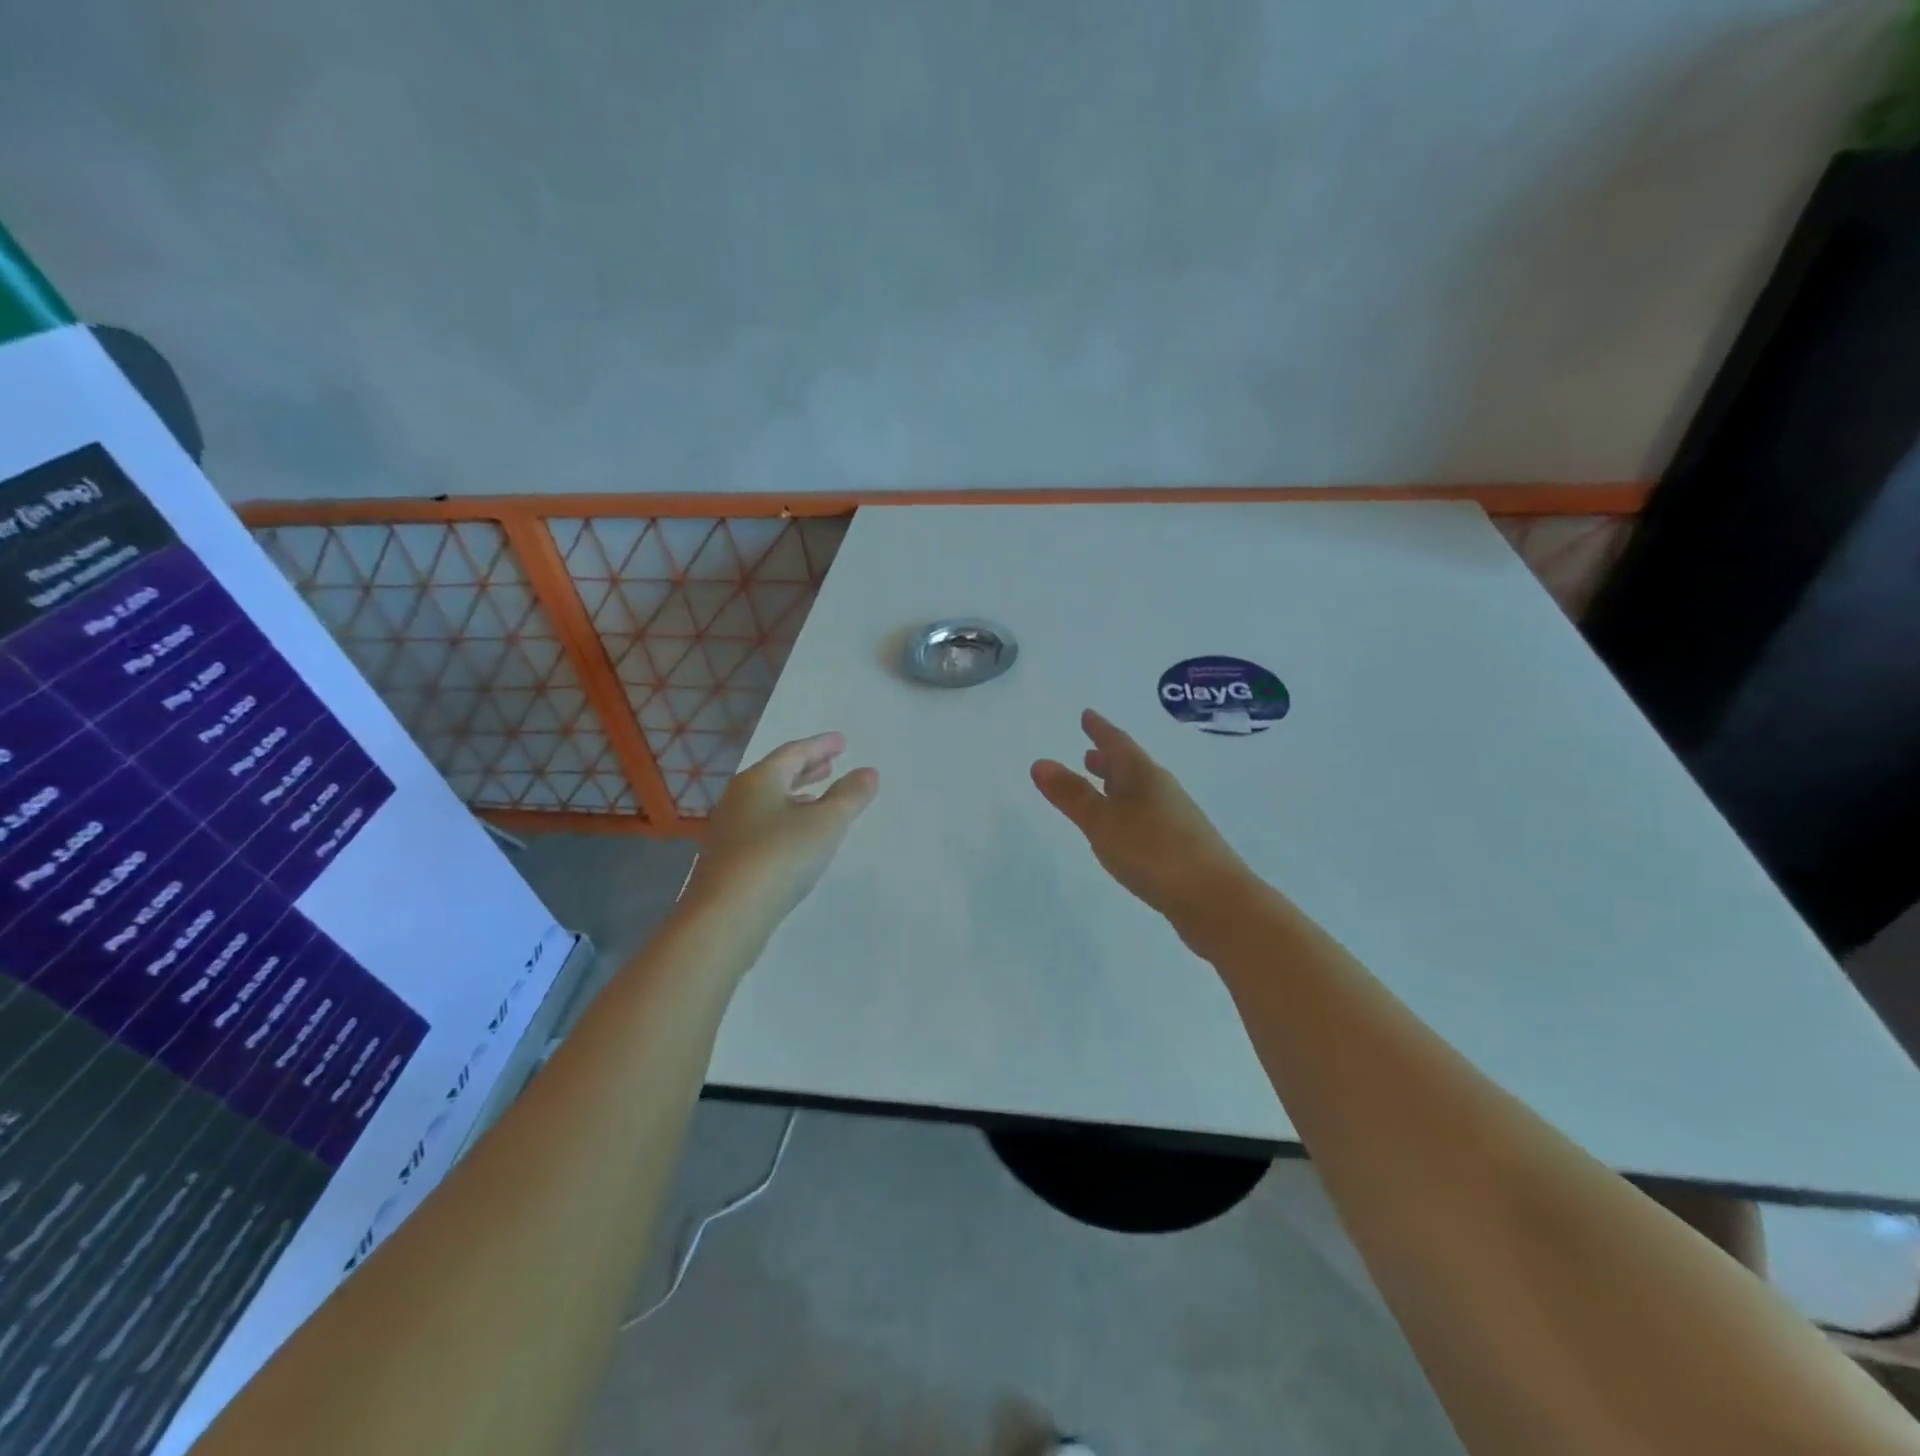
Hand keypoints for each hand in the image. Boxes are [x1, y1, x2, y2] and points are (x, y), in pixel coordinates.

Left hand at [683, 732, 878, 934]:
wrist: (727, 914)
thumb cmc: (780, 856)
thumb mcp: (826, 823)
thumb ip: (850, 795)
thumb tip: (868, 772)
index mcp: (760, 780)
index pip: (794, 752)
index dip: (820, 745)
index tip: (842, 741)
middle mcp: (739, 797)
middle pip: (777, 774)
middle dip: (806, 768)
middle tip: (830, 764)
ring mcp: (730, 828)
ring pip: (768, 800)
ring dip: (795, 794)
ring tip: (818, 797)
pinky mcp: (728, 858)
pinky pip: (762, 824)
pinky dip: (784, 818)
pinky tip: (796, 836)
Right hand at [1032, 710, 1252, 943]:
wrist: (1214, 898)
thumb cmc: (1153, 851)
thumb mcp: (1102, 822)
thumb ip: (1072, 795)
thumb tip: (1040, 762)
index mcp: (1143, 775)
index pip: (1117, 743)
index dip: (1100, 729)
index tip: (1087, 715)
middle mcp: (1162, 790)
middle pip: (1132, 767)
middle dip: (1108, 759)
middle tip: (1089, 752)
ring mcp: (1176, 818)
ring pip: (1141, 792)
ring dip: (1119, 785)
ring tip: (1102, 785)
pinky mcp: (1181, 845)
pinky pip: (1148, 815)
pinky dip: (1129, 811)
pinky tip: (1125, 828)